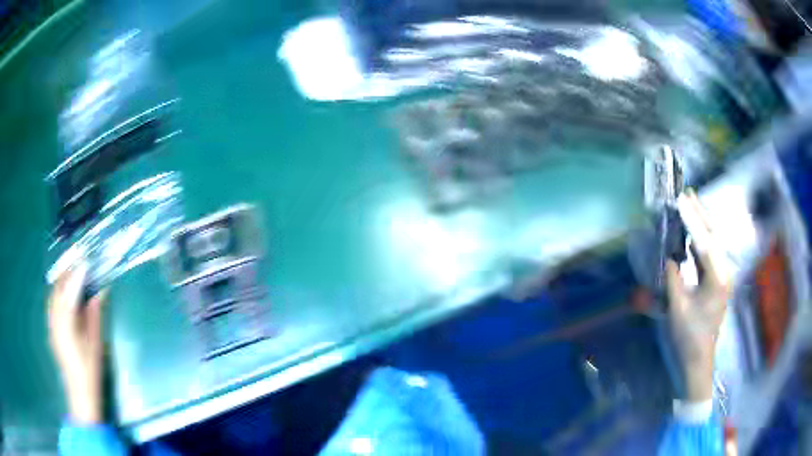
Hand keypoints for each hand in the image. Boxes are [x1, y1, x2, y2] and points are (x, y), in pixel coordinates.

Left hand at [47, 262, 107, 423]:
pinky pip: (52, 305)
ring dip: (61, 282)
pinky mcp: (51, 330)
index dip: (77, 274)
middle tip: (78, 261)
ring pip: (53, 295)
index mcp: (66, 325)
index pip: (70, 292)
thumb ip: (95, 316)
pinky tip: (64, 294)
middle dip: (67, 273)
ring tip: (71, 273)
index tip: (86, 260)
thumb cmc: (90, 372)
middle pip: (58, 290)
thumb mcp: (96, 344)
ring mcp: (51, 325)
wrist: (80, 394)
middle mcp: (55, 321)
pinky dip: (58, 294)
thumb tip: (100, 292)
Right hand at [666, 191, 730, 401]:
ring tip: (689, 204)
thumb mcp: (677, 309)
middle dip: (700, 213)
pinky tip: (692, 232)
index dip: (692, 220)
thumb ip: (673, 279)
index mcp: (717, 279)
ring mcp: (720, 276)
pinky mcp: (715, 281)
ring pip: (712, 243)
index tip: (680, 200)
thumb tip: (668, 255)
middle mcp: (723, 272)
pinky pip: (707, 254)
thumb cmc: (688, 337)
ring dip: (700, 223)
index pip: (704, 242)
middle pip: (713, 236)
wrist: (698, 359)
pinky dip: (699, 239)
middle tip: (688, 192)